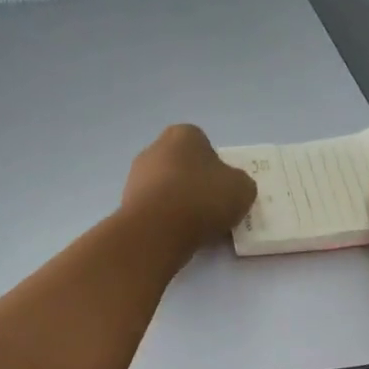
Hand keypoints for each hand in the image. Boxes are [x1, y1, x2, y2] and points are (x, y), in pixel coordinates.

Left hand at [121, 124, 257, 249]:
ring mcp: (136, 175)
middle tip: (211, 209)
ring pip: (167, 188)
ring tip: (195, 227)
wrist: (158, 230)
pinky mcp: (126, 202)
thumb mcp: (242, 189)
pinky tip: (176, 234)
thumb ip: (239, 183)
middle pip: (182, 166)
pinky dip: (165, 219)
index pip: (204, 146)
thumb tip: (230, 188)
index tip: (222, 190)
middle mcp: (155, 148)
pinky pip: (154, 208)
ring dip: (179, 203)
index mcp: (183, 134)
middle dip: (195, 185)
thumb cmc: (202, 198)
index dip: (216, 168)